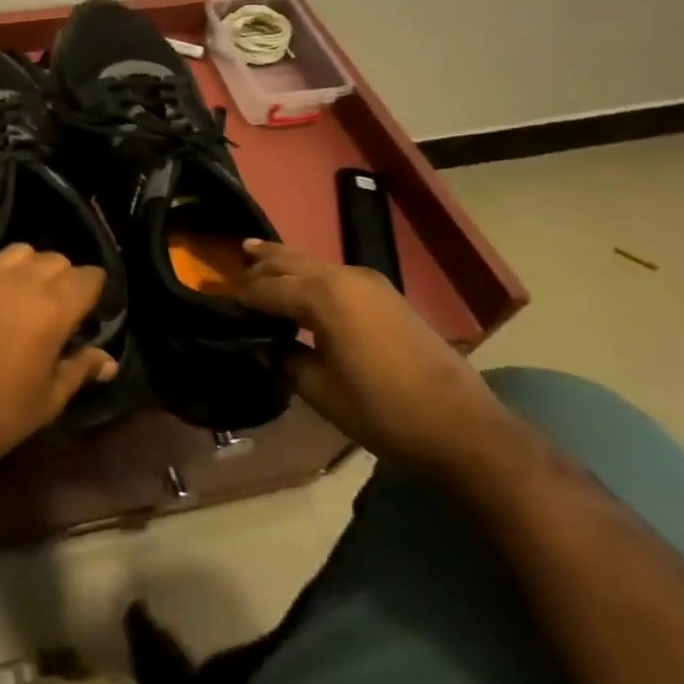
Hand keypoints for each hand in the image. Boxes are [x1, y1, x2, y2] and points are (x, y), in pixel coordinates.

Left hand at [0, 244, 117, 480]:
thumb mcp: (48, 400)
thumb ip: (79, 369)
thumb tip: (108, 361)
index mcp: (52, 307)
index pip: (89, 277)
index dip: (95, 294)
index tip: (92, 317)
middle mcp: (22, 280)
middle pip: (58, 260)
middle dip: (67, 281)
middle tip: (62, 315)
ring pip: (24, 253)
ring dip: (34, 270)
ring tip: (30, 302)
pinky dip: (6, 274)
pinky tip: (0, 304)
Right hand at [239, 241, 518, 476]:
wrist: (465, 428)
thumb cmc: (384, 410)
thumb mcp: (320, 390)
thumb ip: (286, 359)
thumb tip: (270, 345)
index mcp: (321, 295)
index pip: (265, 289)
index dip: (240, 297)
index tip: (218, 303)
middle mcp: (342, 276)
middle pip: (288, 262)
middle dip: (259, 264)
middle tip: (231, 265)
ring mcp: (368, 282)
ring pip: (312, 263)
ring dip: (283, 262)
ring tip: (255, 255)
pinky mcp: (386, 295)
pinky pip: (333, 273)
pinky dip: (309, 273)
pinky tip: (301, 282)